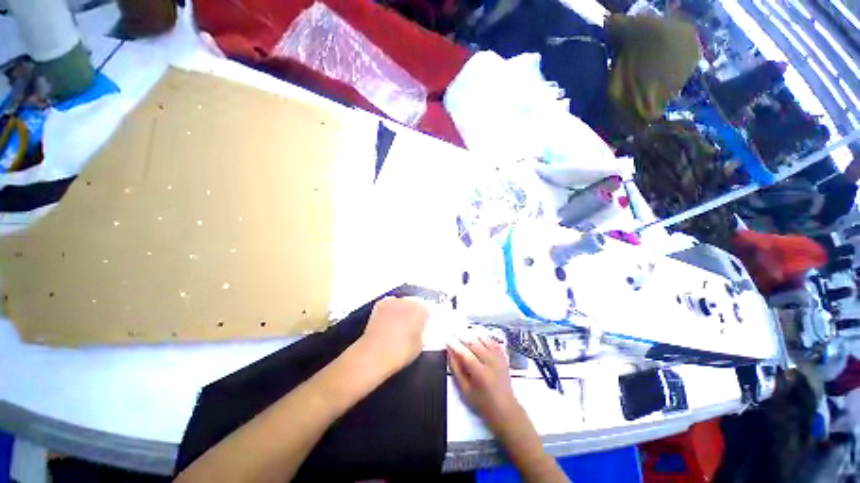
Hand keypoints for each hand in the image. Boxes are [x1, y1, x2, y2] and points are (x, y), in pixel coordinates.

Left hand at [358, 297, 428, 372]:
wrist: (374, 354)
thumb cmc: (400, 352)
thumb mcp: (421, 345)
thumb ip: (427, 332)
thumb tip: (427, 328)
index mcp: (421, 309)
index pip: (431, 307)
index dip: (431, 315)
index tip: (430, 321)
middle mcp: (408, 300)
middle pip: (417, 302)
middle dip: (418, 310)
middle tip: (417, 323)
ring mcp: (394, 301)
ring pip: (404, 301)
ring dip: (406, 308)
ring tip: (403, 321)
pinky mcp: (381, 304)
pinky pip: (391, 303)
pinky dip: (393, 309)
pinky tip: (392, 319)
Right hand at [447, 335, 520, 431]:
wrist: (506, 409)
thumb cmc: (483, 403)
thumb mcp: (465, 390)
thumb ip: (456, 370)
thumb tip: (450, 353)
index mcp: (481, 373)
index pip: (465, 354)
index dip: (455, 345)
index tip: (447, 340)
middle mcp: (491, 362)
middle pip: (475, 343)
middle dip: (463, 336)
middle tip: (454, 333)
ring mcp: (499, 358)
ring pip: (484, 339)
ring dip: (473, 334)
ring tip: (464, 332)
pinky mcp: (504, 356)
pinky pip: (493, 341)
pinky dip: (485, 336)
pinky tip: (478, 335)